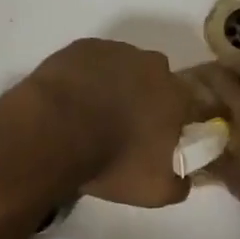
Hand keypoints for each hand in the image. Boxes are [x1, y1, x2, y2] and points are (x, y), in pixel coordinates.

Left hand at [13, 39, 195, 208]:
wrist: (54, 133)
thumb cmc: (111, 161)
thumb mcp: (154, 191)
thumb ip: (179, 185)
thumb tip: (185, 178)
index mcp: (177, 96)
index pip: (185, 106)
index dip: (170, 122)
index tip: (153, 139)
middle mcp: (153, 66)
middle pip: (155, 81)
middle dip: (144, 98)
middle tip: (122, 126)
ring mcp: (117, 51)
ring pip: (124, 67)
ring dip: (115, 84)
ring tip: (91, 113)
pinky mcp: (84, 46)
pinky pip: (92, 61)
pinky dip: (87, 75)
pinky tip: (72, 97)